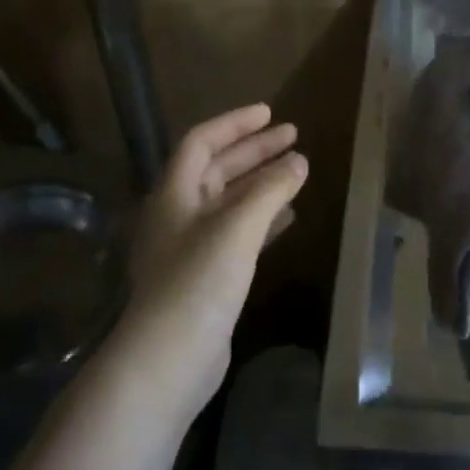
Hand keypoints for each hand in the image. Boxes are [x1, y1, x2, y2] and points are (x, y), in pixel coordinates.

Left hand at [111, 104, 307, 420]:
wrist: (170, 356)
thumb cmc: (199, 281)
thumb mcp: (237, 227)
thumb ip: (270, 191)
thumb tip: (299, 162)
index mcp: (174, 194)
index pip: (201, 142)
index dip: (234, 124)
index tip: (269, 113)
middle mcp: (179, 215)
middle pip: (216, 169)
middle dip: (253, 151)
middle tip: (293, 136)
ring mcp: (191, 247)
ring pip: (229, 202)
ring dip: (260, 183)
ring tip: (296, 170)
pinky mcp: (206, 276)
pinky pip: (237, 233)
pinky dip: (262, 219)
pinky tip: (287, 218)